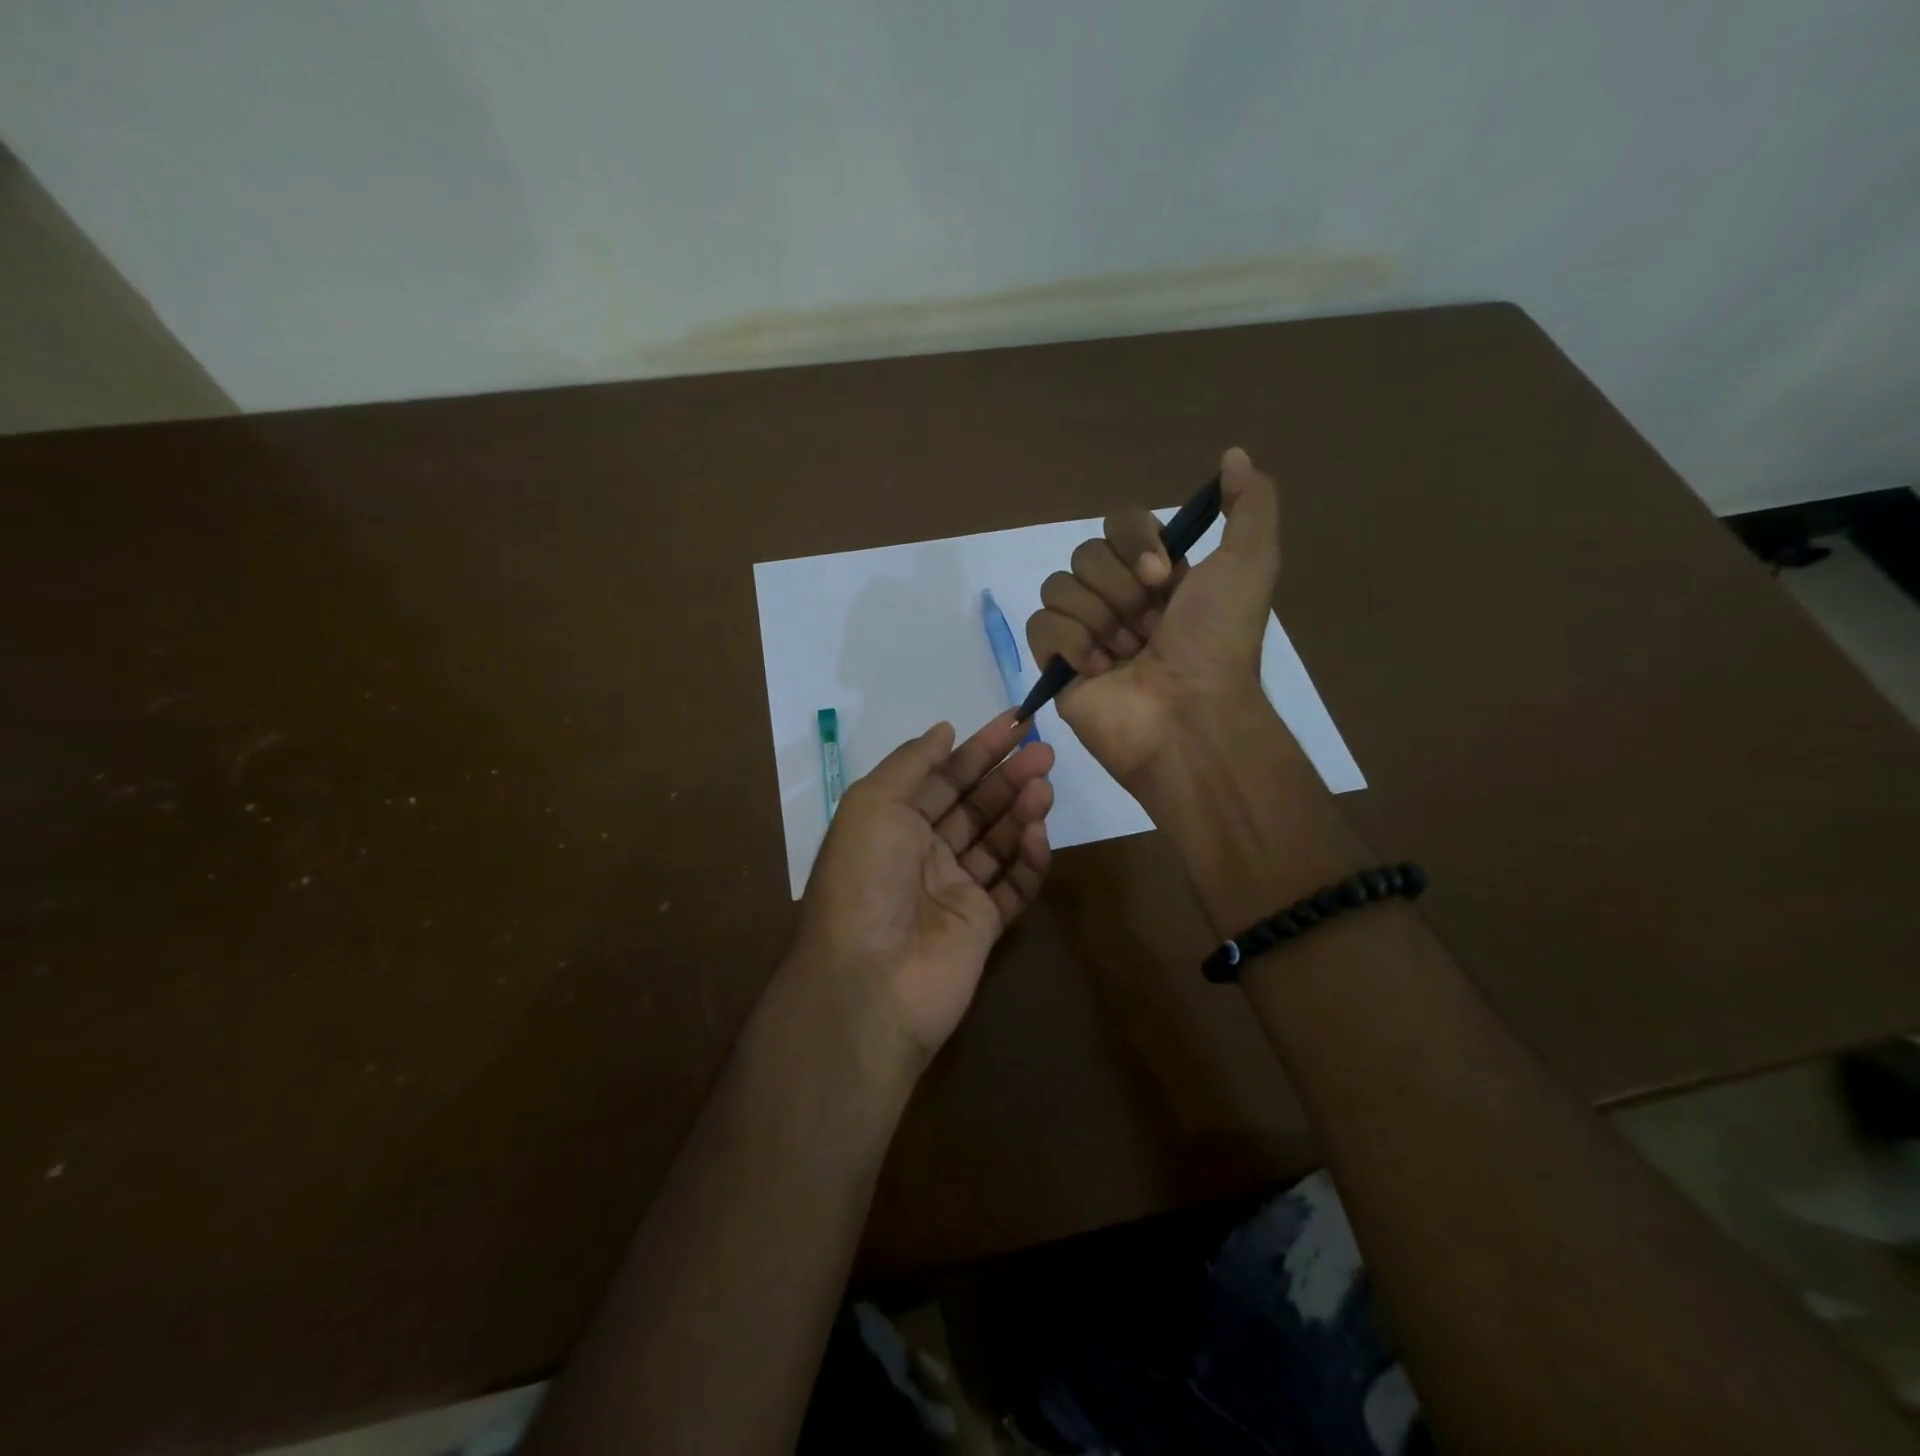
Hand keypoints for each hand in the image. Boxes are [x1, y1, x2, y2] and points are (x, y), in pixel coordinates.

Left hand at [789, 712, 1053, 1070]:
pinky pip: (1013, 886)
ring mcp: (954, 890)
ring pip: (998, 841)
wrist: (870, 979)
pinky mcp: (982, 925)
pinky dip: (1030, 860)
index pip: (943, 777)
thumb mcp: (874, 803)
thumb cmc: (865, 878)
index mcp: (893, 822)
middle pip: (974, 805)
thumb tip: (944, 730)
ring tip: (1045, 786)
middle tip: (1044, 751)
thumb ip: (912, 762)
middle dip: (1007, 775)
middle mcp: (923, 852)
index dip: (978, 748)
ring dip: (1021, 810)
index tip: (1016, 722)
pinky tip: (1039, 834)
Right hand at [1025, 446, 1280, 782]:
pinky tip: (1099, 670)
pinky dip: (1071, 643)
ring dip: (1100, 619)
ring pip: (1059, 585)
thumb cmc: (1217, 643)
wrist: (1189, 715)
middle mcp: (1119, 598)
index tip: (1163, 577)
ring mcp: (1085, 631)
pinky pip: (1040, 624)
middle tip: (1150, 628)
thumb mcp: (1250, 564)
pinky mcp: (1057, 663)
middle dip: (1120, 590)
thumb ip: (1249, 504)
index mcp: (1158, 575)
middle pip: (1086, 554)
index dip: (1135, 542)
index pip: (1120, 524)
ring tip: (1127, 655)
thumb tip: (1234, 453)